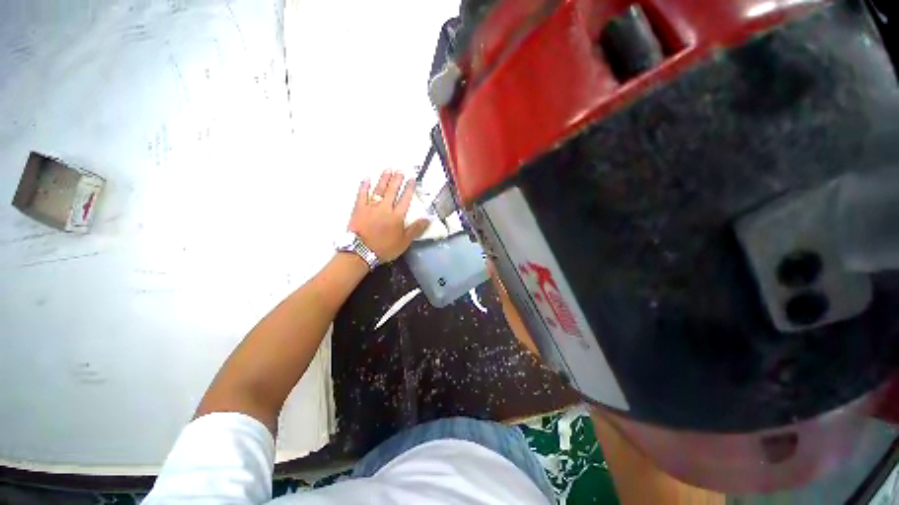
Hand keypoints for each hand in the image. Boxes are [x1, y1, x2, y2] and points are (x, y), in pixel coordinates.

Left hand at [348, 170, 429, 261]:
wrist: (361, 252)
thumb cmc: (384, 248)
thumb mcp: (404, 242)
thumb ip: (416, 229)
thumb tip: (428, 219)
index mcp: (397, 216)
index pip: (405, 199)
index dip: (409, 189)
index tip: (412, 179)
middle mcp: (385, 208)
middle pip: (392, 191)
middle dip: (397, 180)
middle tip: (400, 170)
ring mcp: (371, 207)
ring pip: (379, 190)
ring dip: (384, 179)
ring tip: (388, 169)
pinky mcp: (359, 208)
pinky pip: (361, 194)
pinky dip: (364, 186)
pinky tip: (367, 178)